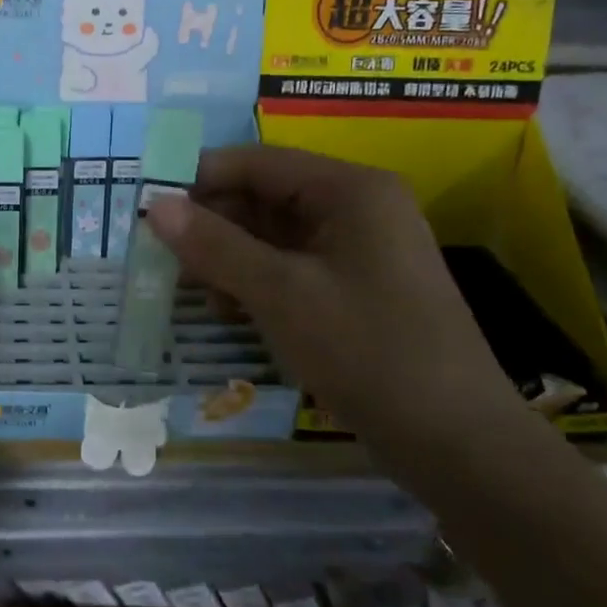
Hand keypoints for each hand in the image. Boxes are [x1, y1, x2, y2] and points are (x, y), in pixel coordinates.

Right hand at [145, 146, 507, 435]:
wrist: (457, 443)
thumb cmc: (367, 351)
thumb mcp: (280, 294)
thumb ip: (214, 245)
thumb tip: (154, 206)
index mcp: (350, 190)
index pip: (257, 163)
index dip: (199, 179)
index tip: (149, 207)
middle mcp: (358, 208)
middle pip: (265, 197)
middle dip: (214, 226)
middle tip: (165, 259)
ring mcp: (361, 250)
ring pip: (275, 236)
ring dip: (232, 258)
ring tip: (201, 295)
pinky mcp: (358, 288)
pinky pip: (294, 267)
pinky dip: (258, 282)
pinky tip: (234, 312)